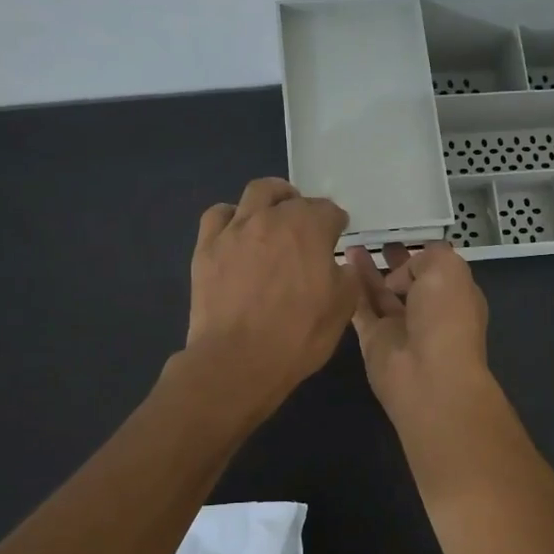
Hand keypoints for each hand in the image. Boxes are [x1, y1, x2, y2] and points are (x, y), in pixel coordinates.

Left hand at [184, 178, 355, 417]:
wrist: (238, 360)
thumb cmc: (298, 336)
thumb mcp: (342, 309)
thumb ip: (347, 277)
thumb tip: (340, 265)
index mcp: (310, 229)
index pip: (329, 211)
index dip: (336, 224)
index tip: (337, 236)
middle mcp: (272, 218)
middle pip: (291, 197)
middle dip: (303, 206)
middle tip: (305, 226)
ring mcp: (235, 229)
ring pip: (255, 193)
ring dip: (270, 199)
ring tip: (272, 216)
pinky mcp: (207, 246)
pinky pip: (218, 214)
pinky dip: (231, 217)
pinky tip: (236, 233)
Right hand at [345, 241, 492, 423]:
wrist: (429, 376)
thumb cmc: (446, 317)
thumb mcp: (447, 269)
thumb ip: (426, 257)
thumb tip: (400, 273)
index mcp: (454, 294)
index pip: (437, 268)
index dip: (420, 252)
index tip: (401, 234)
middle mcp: (429, 311)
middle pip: (407, 281)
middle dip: (393, 261)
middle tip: (374, 240)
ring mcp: (400, 327)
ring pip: (380, 294)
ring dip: (367, 271)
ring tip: (350, 245)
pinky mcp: (374, 341)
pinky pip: (360, 310)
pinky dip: (351, 292)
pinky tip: (337, 269)